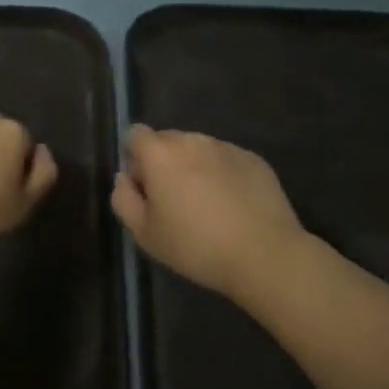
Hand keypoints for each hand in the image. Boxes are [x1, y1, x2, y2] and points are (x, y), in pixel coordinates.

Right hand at [111, 125, 303, 302]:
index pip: (135, 134)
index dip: (134, 158)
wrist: (264, 254)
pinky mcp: (253, 159)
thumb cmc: (196, 246)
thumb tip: (124, 178)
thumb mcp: (146, 234)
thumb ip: (124, 199)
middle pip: (167, 141)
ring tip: (208, 207)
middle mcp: (192, 139)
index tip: (145, 188)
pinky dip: (223, 175)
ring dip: (195, 168)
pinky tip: (234, 208)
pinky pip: (227, 160)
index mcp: (160, 153)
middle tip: (174, 202)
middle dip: (164, 163)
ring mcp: (225, 147)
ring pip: (199, 150)